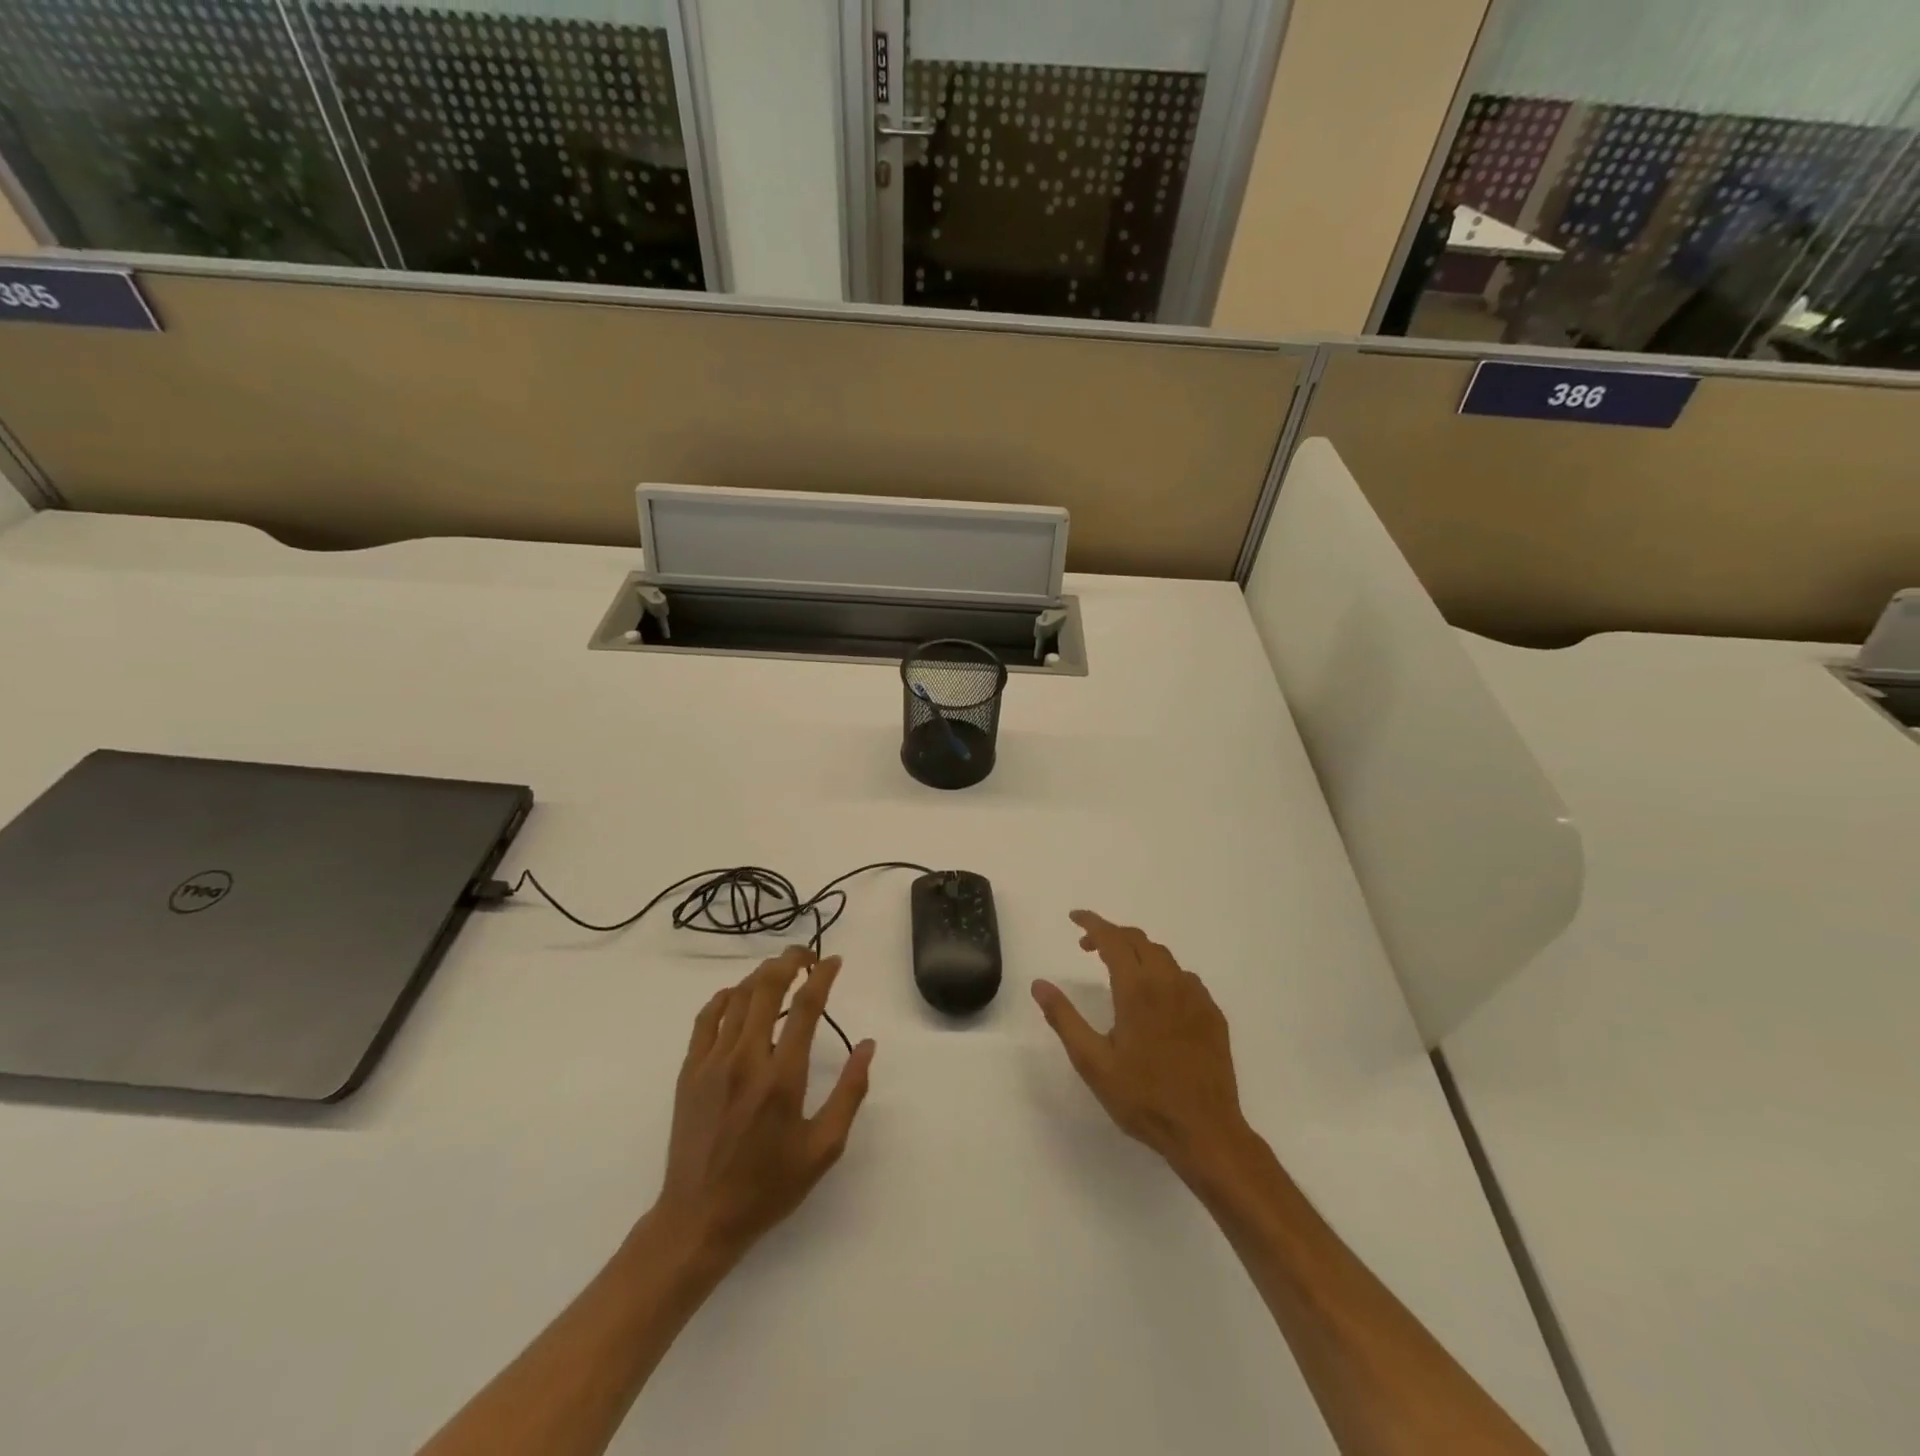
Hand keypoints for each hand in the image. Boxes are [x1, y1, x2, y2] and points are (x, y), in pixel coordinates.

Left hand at [653, 947, 875, 1261]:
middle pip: (767, 988)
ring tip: (780, 971)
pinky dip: (727, 996)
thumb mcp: (823, 1148)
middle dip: (789, 960)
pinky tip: (740, 996)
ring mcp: (712, 1063)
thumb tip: (867, 1045)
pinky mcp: (690, 1071)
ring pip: (738, 997)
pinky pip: (708, 1017)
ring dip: (762, 975)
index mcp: (782, 1077)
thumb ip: (849, 1092)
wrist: (699, 1219)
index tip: (834, 961)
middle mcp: (745, 1059)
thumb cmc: (768, 1186)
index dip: (822, 976)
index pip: (805, 1007)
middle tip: (807, 955)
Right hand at [1032, 911, 1250, 1181]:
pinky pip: (1185, 978)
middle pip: (1139, 940)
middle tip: (1087, 948)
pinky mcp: (1213, 1014)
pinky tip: (1156, 998)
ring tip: (1119, 970)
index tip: (1074, 917)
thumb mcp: (1092, 1062)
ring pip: (1164, 956)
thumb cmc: (1143, 1098)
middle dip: (1111, 935)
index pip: (1112, 939)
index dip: (1092, 923)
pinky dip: (1163, 973)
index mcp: (1137, 990)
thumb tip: (1039, 984)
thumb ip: (1064, 1018)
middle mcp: (1169, 983)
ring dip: (1137, 952)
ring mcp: (1196, 997)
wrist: (1206, 1131)